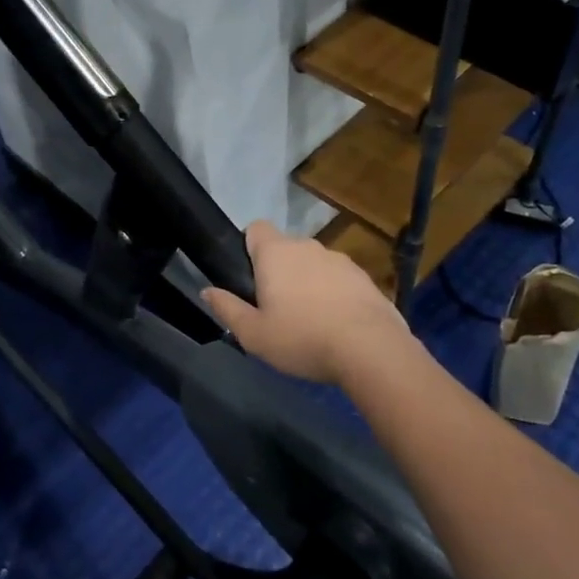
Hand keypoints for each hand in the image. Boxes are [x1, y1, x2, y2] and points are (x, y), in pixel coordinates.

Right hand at [202, 221, 411, 385]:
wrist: (371, 349)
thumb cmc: (302, 338)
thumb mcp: (254, 334)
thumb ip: (227, 309)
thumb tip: (207, 291)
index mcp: (276, 253)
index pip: (255, 228)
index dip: (248, 247)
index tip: (249, 278)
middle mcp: (308, 246)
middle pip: (285, 249)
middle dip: (278, 272)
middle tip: (275, 309)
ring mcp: (341, 260)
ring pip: (314, 265)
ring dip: (308, 283)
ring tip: (309, 322)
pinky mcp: (365, 278)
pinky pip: (339, 281)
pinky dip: (334, 296)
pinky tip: (336, 326)